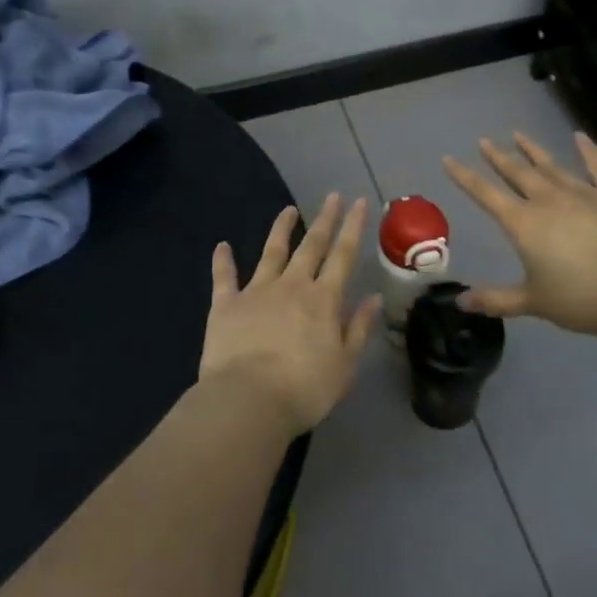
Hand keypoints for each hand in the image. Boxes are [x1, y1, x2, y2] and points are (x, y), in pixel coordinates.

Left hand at [197, 194, 381, 433]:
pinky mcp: (226, 305)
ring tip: (288, 210)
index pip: (343, 256)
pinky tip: (222, 245)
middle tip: (332, 196)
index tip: (358, 202)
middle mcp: (292, 286)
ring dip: (281, 229)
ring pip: (271, 252)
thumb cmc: (304, 388)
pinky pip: (224, 277)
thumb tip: (374, 298)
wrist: (248, 400)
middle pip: (312, 246)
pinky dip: (223, 260)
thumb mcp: (345, 365)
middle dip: (324, 219)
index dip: (353, 228)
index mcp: (323, 300)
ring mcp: (257, 291)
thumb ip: (358, 328)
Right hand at [443, 132, 596, 338]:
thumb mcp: (532, 302)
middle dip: (498, 157)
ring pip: (552, 165)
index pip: (485, 194)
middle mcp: (548, 200)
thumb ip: (496, 300)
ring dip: (533, 150)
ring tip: (518, 134)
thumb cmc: (579, 298)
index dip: (465, 177)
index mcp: (523, 224)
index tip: (449, 159)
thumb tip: (461, 303)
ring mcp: (583, 193)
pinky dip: (588, 150)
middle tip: (485, 141)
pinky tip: (580, 136)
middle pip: (517, 173)